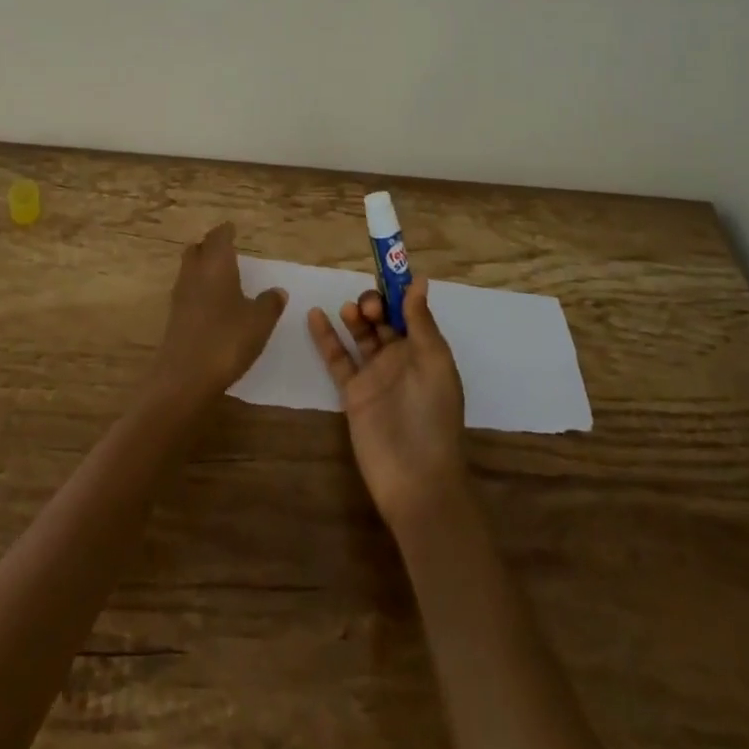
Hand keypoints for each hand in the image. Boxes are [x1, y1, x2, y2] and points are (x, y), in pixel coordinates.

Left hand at [147, 223, 286, 405]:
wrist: (184, 378)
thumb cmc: (226, 341)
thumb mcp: (259, 322)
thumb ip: (269, 303)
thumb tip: (277, 291)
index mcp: (216, 265)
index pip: (219, 237)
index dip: (226, 231)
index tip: (232, 228)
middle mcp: (195, 274)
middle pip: (197, 249)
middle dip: (209, 245)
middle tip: (225, 248)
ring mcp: (181, 296)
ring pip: (189, 269)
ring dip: (202, 266)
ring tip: (221, 274)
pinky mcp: (175, 317)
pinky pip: (187, 291)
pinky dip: (199, 288)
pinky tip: (212, 302)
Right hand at [308, 278, 467, 529]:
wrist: (415, 479)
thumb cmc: (432, 416)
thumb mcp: (434, 364)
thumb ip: (421, 323)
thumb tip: (417, 279)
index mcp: (425, 350)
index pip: (409, 311)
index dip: (398, 291)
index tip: (385, 269)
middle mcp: (400, 358)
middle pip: (383, 320)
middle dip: (375, 303)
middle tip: (367, 306)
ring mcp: (374, 374)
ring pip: (361, 335)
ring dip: (354, 317)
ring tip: (350, 310)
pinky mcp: (352, 392)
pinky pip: (337, 358)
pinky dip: (326, 337)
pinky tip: (314, 315)